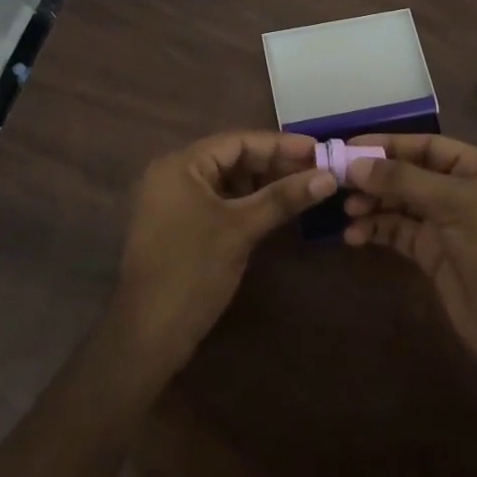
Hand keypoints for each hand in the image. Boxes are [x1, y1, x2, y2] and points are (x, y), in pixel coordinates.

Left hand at [112, 131, 334, 374]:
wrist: (148, 335)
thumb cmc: (192, 271)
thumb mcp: (241, 229)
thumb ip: (283, 198)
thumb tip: (328, 176)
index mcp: (181, 165)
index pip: (238, 141)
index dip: (280, 145)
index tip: (319, 148)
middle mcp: (175, 175)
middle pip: (233, 159)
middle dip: (275, 164)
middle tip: (319, 169)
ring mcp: (176, 202)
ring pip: (229, 182)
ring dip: (265, 184)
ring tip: (306, 187)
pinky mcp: (183, 226)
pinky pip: (221, 202)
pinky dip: (250, 203)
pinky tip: (279, 209)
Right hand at [342, 135, 476, 378]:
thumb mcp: (455, 205)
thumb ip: (403, 180)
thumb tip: (354, 164)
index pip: (429, 146)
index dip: (390, 145)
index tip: (349, 146)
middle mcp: (466, 191)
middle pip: (412, 174)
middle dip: (377, 177)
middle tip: (337, 180)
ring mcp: (450, 225)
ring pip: (402, 204)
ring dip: (374, 204)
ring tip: (346, 210)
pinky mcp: (436, 255)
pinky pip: (400, 233)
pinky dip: (377, 231)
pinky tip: (354, 235)